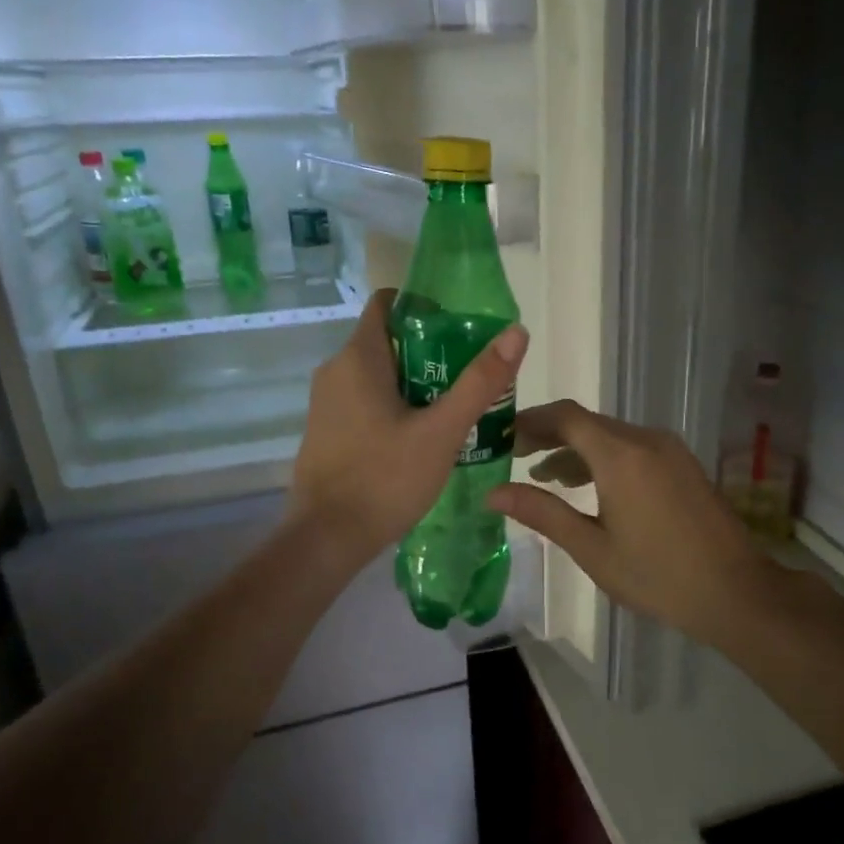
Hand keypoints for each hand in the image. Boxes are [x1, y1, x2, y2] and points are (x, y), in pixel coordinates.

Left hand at [291, 289, 528, 563]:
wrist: (326, 539)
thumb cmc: (385, 479)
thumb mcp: (442, 431)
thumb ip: (479, 381)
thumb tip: (517, 332)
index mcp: (358, 357)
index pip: (388, 303)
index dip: (426, 308)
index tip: (460, 333)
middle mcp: (335, 370)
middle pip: (389, 340)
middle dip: (431, 352)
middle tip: (468, 378)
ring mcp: (326, 403)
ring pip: (378, 375)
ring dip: (416, 383)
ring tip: (453, 411)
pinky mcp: (326, 430)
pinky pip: (365, 401)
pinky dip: (395, 406)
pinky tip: (421, 438)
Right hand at [487, 401, 772, 649]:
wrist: (735, 592)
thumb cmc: (657, 576)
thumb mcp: (592, 548)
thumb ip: (543, 513)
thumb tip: (493, 494)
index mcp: (620, 455)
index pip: (565, 417)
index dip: (530, 421)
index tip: (501, 437)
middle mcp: (645, 439)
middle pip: (587, 422)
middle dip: (548, 435)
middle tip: (514, 457)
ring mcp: (669, 449)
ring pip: (610, 435)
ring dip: (576, 449)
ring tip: (544, 477)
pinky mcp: (682, 463)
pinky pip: (632, 447)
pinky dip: (603, 458)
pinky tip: (588, 486)